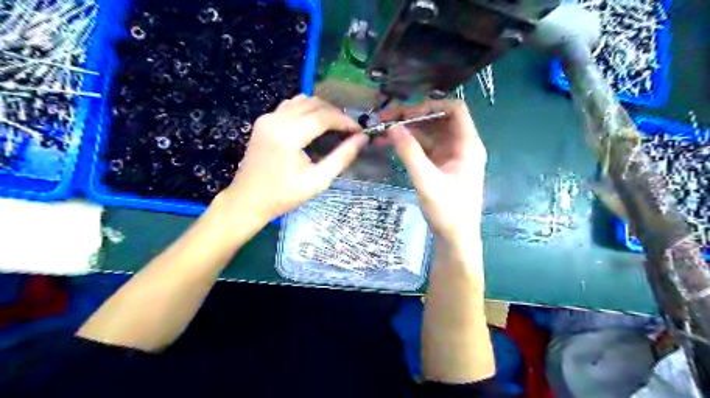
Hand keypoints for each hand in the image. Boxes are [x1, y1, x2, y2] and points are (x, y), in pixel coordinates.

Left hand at [221, 93, 364, 224]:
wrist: (248, 200)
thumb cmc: (284, 195)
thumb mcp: (318, 181)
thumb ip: (342, 158)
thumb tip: (362, 139)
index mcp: (288, 136)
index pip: (324, 117)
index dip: (345, 121)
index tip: (359, 131)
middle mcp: (276, 120)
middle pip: (314, 104)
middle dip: (335, 113)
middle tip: (349, 129)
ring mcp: (267, 118)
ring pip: (301, 100)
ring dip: (321, 109)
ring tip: (335, 125)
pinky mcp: (263, 120)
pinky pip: (290, 105)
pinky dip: (306, 109)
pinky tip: (314, 123)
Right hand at [379, 102, 485, 240]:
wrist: (455, 238)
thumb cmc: (448, 211)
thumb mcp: (427, 181)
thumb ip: (410, 153)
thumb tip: (392, 127)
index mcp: (468, 145)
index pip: (455, 110)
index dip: (431, 105)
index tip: (406, 113)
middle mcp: (461, 145)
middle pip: (438, 119)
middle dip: (412, 117)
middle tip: (386, 119)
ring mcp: (450, 155)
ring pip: (429, 133)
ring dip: (407, 130)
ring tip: (382, 131)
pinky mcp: (440, 165)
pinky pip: (424, 147)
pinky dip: (409, 144)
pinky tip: (390, 144)